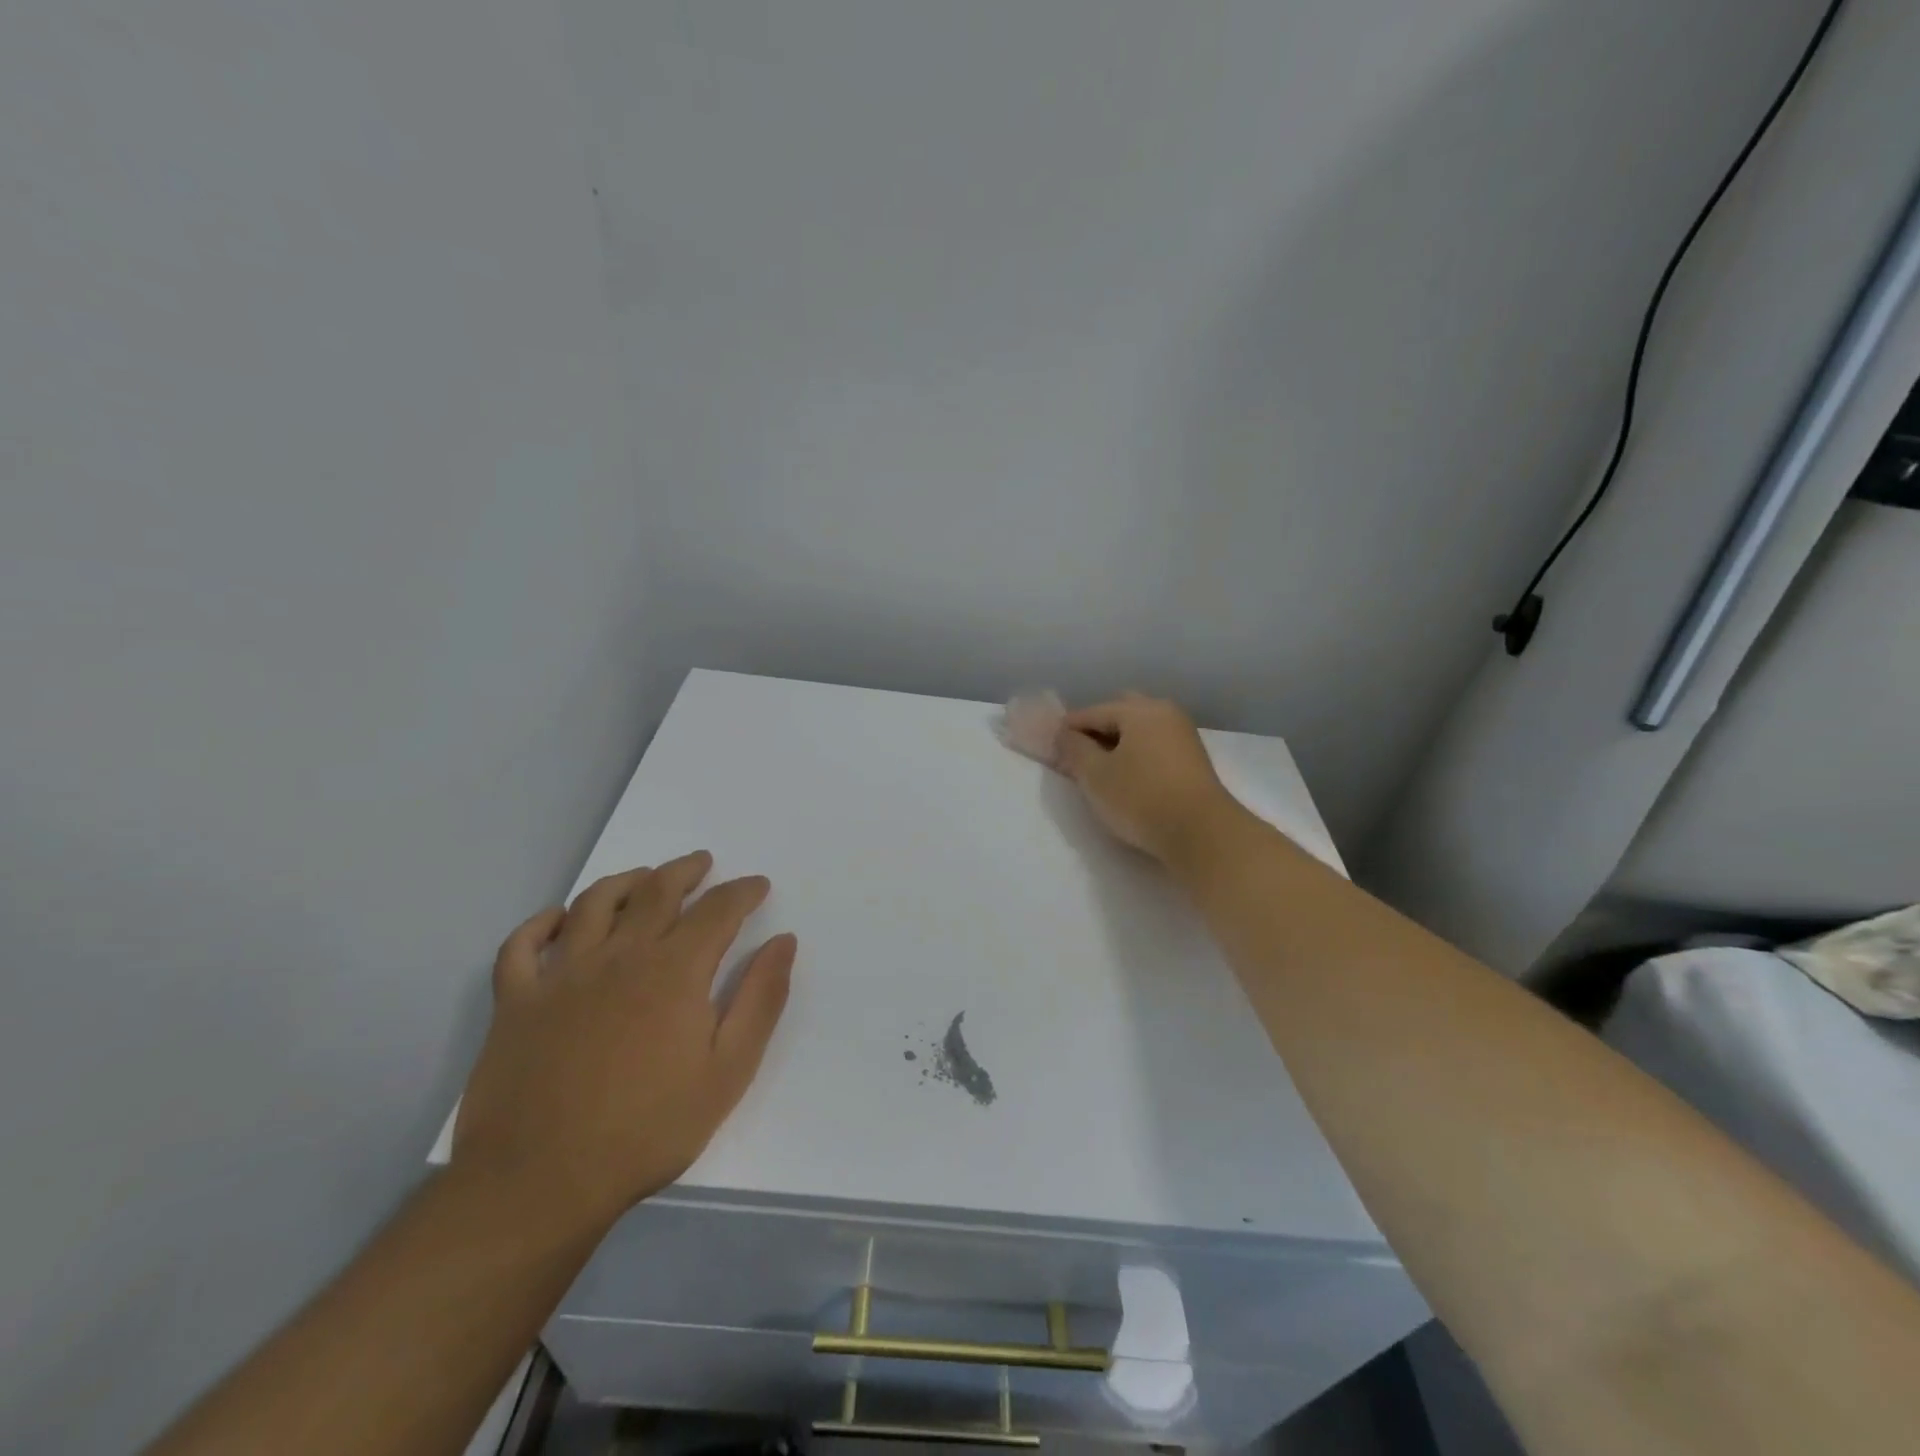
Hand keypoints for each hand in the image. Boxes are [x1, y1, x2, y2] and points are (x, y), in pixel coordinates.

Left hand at [452, 852, 793, 1234]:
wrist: (540, 1182)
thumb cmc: (648, 1128)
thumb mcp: (728, 1070)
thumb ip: (760, 999)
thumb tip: (784, 942)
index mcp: (674, 970)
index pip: (718, 910)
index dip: (742, 891)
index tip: (758, 885)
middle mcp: (619, 956)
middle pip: (656, 891)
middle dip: (685, 871)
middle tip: (702, 864)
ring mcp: (561, 975)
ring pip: (593, 903)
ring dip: (624, 881)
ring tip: (642, 878)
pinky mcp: (516, 1002)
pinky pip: (522, 946)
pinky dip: (540, 923)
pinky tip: (558, 920)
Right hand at [1053, 694, 1242, 865]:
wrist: (1202, 834)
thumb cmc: (1141, 798)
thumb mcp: (1095, 775)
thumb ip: (1074, 749)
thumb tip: (1064, 734)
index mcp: (1140, 710)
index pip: (1093, 712)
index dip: (1067, 729)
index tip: (1049, 746)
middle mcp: (1165, 713)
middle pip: (1120, 713)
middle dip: (1096, 730)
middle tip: (1077, 755)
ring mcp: (1183, 736)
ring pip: (1140, 730)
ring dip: (1118, 743)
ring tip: (1099, 770)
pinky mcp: (1193, 761)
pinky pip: (1154, 746)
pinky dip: (1136, 754)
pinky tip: (1126, 776)